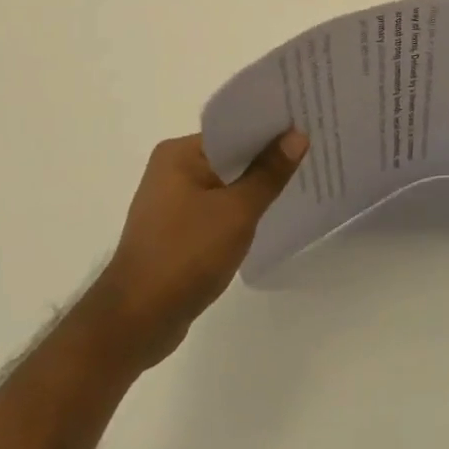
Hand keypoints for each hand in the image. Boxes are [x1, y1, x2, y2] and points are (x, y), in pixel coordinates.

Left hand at [88, 130, 307, 369]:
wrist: (136, 322)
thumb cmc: (185, 255)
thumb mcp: (236, 212)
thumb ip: (269, 173)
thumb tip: (297, 136)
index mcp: (179, 154)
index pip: (233, 129)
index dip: (270, 128)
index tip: (306, 126)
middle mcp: (171, 170)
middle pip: (229, 155)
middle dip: (266, 157)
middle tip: (311, 151)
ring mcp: (171, 202)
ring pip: (224, 184)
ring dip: (254, 186)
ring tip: (299, 179)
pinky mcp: (176, 231)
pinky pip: (216, 208)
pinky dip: (239, 210)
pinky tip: (268, 215)